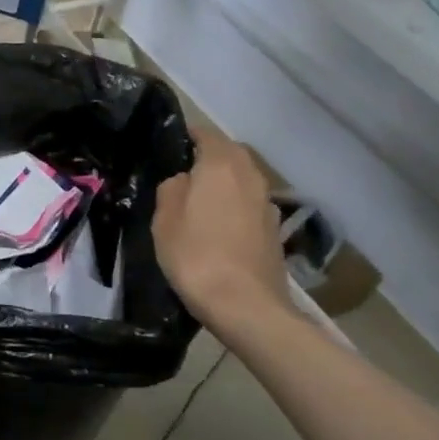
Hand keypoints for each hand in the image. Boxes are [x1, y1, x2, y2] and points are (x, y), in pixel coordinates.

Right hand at [152, 126, 290, 320]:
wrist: (246, 306)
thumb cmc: (196, 255)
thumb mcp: (164, 219)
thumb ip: (171, 189)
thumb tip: (184, 181)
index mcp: (221, 165)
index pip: (206, 134)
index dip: (188, 136)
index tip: (171, 146)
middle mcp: (250, 176)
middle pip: (230, 155)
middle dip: (209, 158)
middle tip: (183, 175)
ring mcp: (267, 203)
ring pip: (242, 180)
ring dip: (224, 184)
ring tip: (200, 202)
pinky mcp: (274, 230)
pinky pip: (250, 205)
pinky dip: (235, 207)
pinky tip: (219, 228)